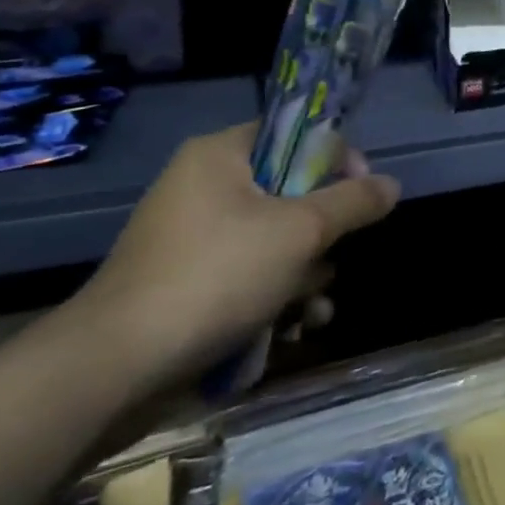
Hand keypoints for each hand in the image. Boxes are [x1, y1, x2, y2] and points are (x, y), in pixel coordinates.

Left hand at [73, 123, 398, 395]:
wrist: (113, 371)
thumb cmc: (216, 275)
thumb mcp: (302, 231)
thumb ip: (353, 201)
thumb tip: (391, 185)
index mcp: (219, 156)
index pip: (292, 133)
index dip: (333, 156)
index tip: (358, 191)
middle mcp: (201, 189)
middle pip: (287, 192)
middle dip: (322, 231)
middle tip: (335, 254)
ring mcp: (188, 242)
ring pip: (271, 241)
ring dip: (304, 273)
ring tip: (316, 308)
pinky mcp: (182, 288)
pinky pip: (245, 277)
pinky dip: (272, 299)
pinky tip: (293, 330)